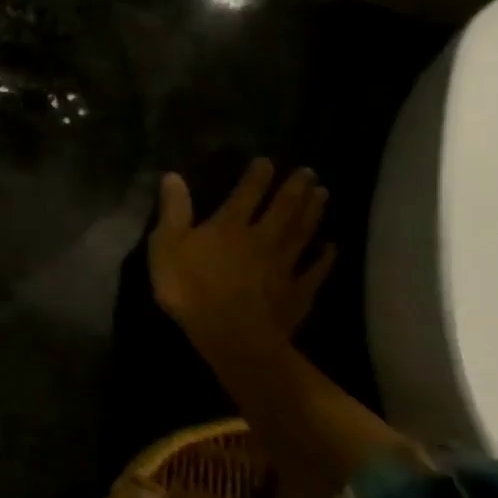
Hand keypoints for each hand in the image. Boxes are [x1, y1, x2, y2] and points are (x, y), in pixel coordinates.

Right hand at [148, 159, 334, 347]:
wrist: (232, 336)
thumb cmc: (190, 289)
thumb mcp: (166, 246)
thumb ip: (173, 211)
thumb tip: (173, 176)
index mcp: (229, 226)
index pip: (246, 194)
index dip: (257, 177)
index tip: (268, 161)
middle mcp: (261, 239)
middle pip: (283, 209)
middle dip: (295, 188)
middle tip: (309, 172)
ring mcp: (283, 267)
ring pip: (302, 233)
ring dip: (313, 213)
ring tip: (323, 195)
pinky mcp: (297, 293)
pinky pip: (315, 271)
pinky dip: (325, 258)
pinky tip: (331, 247)